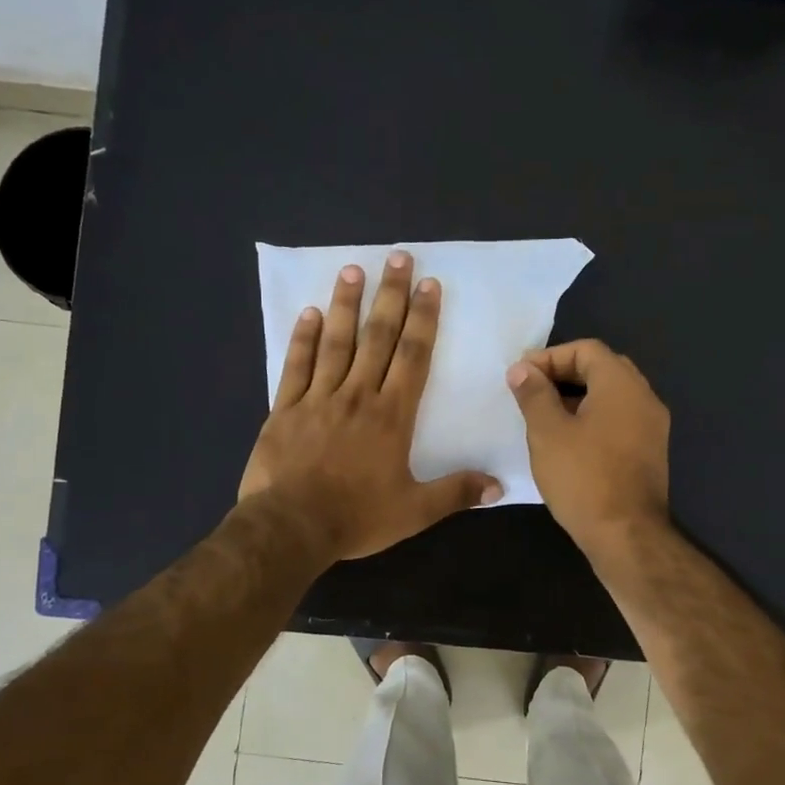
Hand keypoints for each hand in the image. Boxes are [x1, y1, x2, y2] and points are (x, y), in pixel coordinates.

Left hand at [240, 250, 501, 560]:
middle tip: (397, 257)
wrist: (291, 527)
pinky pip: (296, 366)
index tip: (429, 285)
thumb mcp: (414, 512)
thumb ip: (455, 493)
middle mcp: (357, 396)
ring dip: (347, 305)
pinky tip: (310, 313)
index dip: (423, 319)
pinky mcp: (286, 409)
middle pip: (377, 337)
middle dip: (390, 296)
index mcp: (391, 416)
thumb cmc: (356, 517)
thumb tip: (498, 485)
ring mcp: (318, 399)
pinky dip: (303, 339)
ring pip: (336, 343)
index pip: (413, 356)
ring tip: (353, 270)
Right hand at [508, 339, 669, 553]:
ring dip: (577, 397)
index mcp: (622, 385)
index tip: (521, 377)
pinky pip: (619, 419)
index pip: (586, 349)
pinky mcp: (650, 452)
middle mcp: (645, 398)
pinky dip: (593, 418)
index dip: (549, 357)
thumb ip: (534, 394)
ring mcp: (652, 427)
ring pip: (611, 396)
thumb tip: (523, 369)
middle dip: (563, 375)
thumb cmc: (583, 478)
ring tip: (544, 417)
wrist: (626, 535)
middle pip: (602, 369)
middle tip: (531, 392)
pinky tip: (568, 441)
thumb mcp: (547, 432)